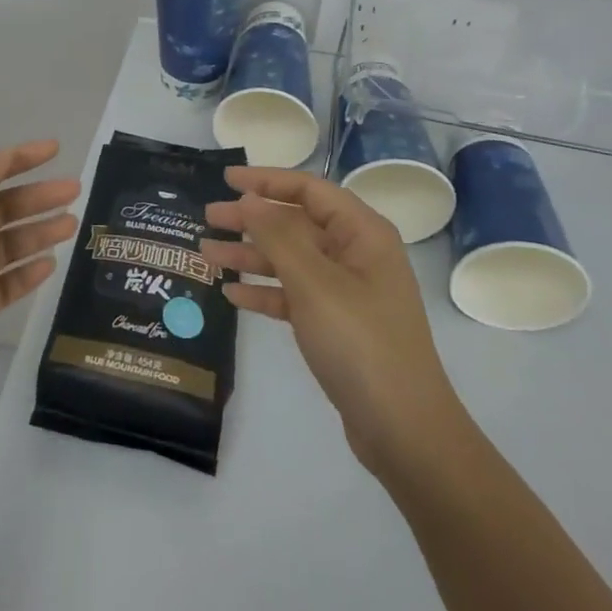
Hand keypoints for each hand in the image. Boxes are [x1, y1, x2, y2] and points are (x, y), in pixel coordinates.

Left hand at [0, 141, 78, 416]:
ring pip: (6, 246)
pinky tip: (49, 265)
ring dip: (37, 233)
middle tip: (74, 191)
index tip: (55, 149)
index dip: (18, 159)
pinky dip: (26, 273)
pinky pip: (4, 285)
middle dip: (36, 198)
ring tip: (71, 226)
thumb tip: (3, 155)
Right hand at [202, 167, 463, 480]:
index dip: (266, 180)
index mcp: (362, 233)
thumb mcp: (314, 283)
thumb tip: (249, 198)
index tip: (225, 179)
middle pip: (296, 224)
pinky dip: (265, 292)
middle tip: (208, 218)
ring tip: (207, 254)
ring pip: (291, 261)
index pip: (309, 190)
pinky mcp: (337, 326)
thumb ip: (278, 236)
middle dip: (252, 220)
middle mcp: (356, 255)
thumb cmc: (360, 343)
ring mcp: (347, 292)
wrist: (404, 431)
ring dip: (251, 256)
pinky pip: (294, 296)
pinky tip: (232, 294)